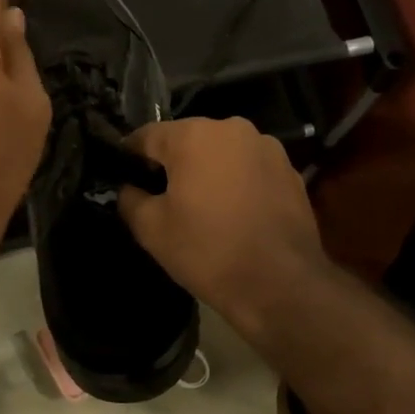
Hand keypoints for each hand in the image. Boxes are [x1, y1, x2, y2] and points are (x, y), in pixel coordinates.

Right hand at [118, 117, 326, 332]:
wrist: (282, 285)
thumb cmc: (208, 250)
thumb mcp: (151, 229)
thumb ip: (130, 198)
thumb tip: (129, 188)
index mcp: (194, 135)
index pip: (147, 136)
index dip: (130, 157)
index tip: (123, 178)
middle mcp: (232, 128)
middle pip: (188, 140)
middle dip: (172, 164)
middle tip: (162, 198)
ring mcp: (267, 148)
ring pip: (221, 154)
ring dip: (207, 172)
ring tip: (202, 208)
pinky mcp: (290, 171)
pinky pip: (249, 169)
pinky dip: (236, 183)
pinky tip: (234, 214)